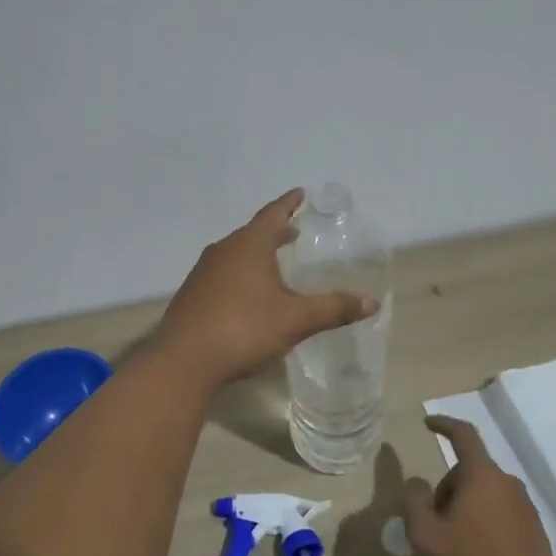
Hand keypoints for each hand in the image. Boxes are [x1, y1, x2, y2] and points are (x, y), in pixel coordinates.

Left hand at [151, 189, 377, 388]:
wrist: (184, 361)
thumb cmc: (243, 329)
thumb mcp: (295, 320)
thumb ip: (333, 309)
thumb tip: (372, 302)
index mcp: (249, 246)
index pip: (272, 214)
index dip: (289, 204)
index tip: (300, 193)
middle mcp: (223, 251)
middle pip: (253, 233)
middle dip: (275, 231)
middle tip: (293, 230)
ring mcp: (203, 273)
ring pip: (235, 254)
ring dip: (256, 254)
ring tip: (274, 262)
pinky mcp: (192, 295)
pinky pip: (222, 274)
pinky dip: (241, 274)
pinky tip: (248, 295)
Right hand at [404, 415, 555, 555]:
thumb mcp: (425, 534)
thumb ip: (415, 500)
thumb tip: (418, 482)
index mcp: (482, 476)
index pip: (463, 435)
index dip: (444, 424)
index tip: (428, 423)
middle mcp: (508, 482)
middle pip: (470, 470)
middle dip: (449, 486)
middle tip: (434, 520)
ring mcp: (526, 506)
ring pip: (487, 492)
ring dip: (468, 505)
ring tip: (456, 541)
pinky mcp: (536, 529)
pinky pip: (503, 512)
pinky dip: (487, 521)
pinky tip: (480, 553)